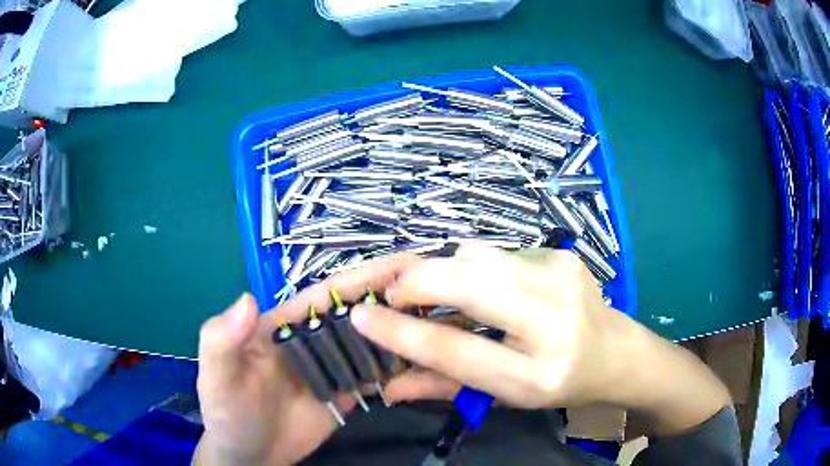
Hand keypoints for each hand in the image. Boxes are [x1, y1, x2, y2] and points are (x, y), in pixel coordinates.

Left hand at [194, 253, 420, 465]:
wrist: (248, 456)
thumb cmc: (227, 412)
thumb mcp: (217, 375)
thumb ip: (222, 338)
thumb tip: (248, 299)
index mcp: (285, 323)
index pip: (328, 293)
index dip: (364, 277)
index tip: (407, 264)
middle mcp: (313, 339)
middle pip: (360, 314)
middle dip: (396, 298)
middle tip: (442, 291)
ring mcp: (333, 367)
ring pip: (373, 342)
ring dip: (403, 330)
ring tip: (444, 321)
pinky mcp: (346, 394)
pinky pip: (376, 376)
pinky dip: (400, 366)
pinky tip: (428, 359)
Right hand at [350, 245, 626, 407]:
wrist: (615, 352)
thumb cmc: (558, 384)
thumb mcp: (504, 398)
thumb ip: (443, 388)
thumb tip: (387, 384)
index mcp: (537, 374)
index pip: (456, 349)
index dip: (401, 332)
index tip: (361, 316)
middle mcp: (554, 320)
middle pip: (468, 283)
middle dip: (416, 283)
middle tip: (393, 297)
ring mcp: (561, 276)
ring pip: (476, 256)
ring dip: (443, 273)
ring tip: (438, 295)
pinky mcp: (561, 253)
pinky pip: (495, 251)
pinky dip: (472, 267)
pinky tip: (483, 288)